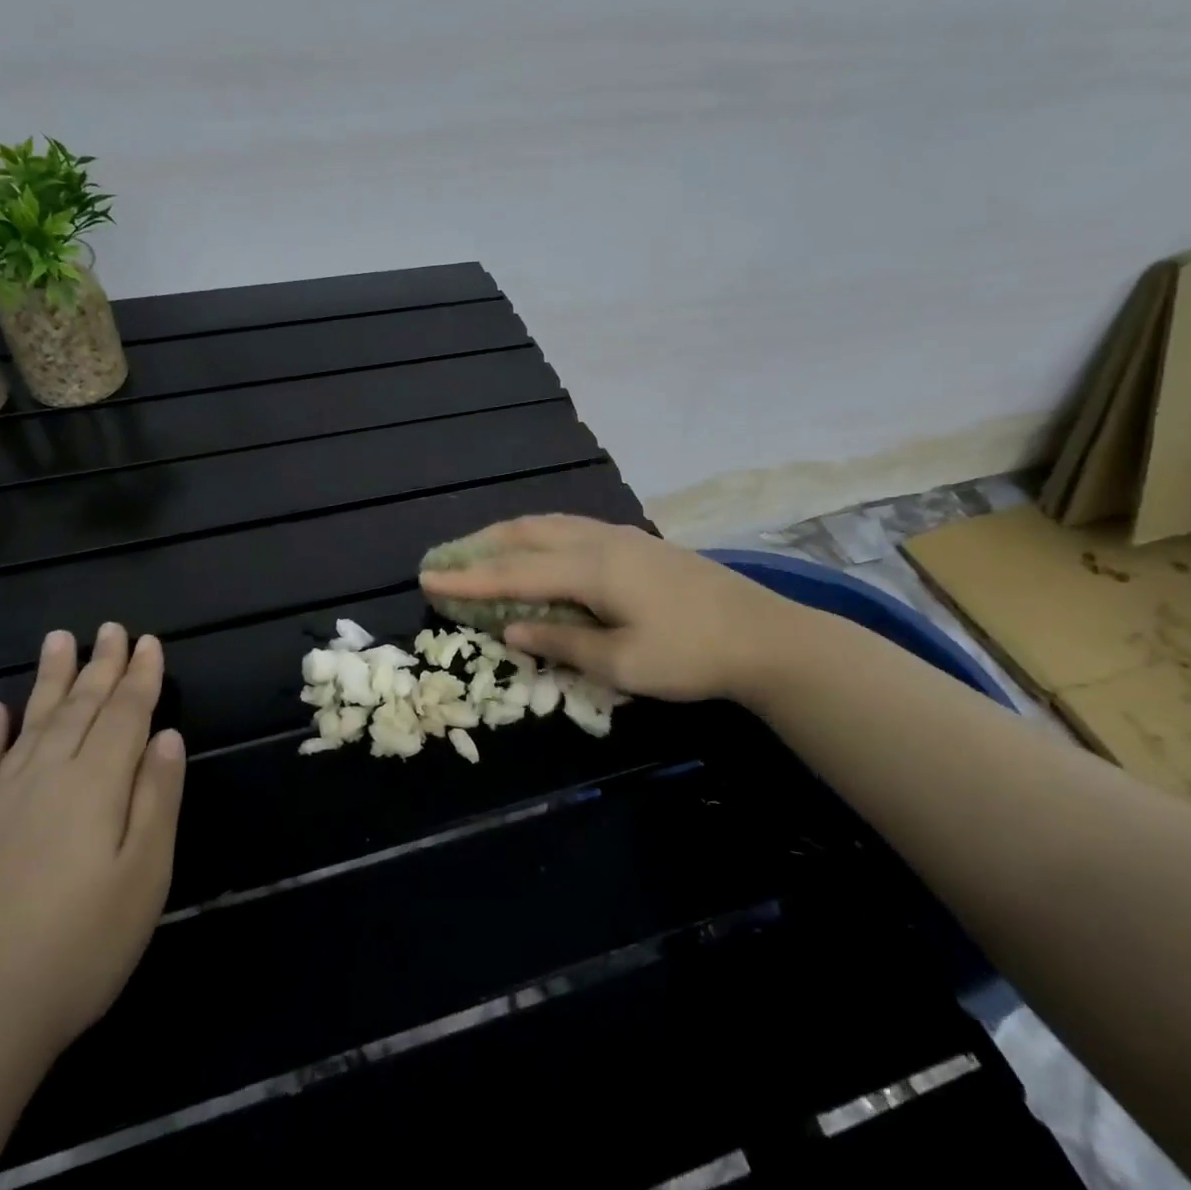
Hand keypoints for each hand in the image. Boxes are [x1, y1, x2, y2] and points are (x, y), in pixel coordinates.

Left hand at [0, 623, 185, 1074]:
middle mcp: (46, 778)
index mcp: (95, 786)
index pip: (125, 714)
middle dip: (100, 666)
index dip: (140, 677)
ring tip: (59, 640)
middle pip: (80, 708)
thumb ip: (157, 800)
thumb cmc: (77, 950)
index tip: (149, 641)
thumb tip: (166, 737)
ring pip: (31, 724)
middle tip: (111, 627)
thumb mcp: (144, 878)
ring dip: (49, 681)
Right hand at [419, 515, 807, 701]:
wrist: (764, 635)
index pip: (513, 573)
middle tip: (445, 558)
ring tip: (480, 548)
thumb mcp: (621, 665)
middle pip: (526, 535)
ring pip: (549, 524)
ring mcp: (621, 537)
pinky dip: (539, 535)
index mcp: (591, 569)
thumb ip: (561, 642)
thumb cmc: (690, 655)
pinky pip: (571, 527)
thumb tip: (509, 629)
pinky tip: (539, 547)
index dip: (467, 578)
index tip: (426, 578)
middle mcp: (599, 541)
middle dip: (480, 546)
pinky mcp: (638, 543)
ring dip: (509, 535)